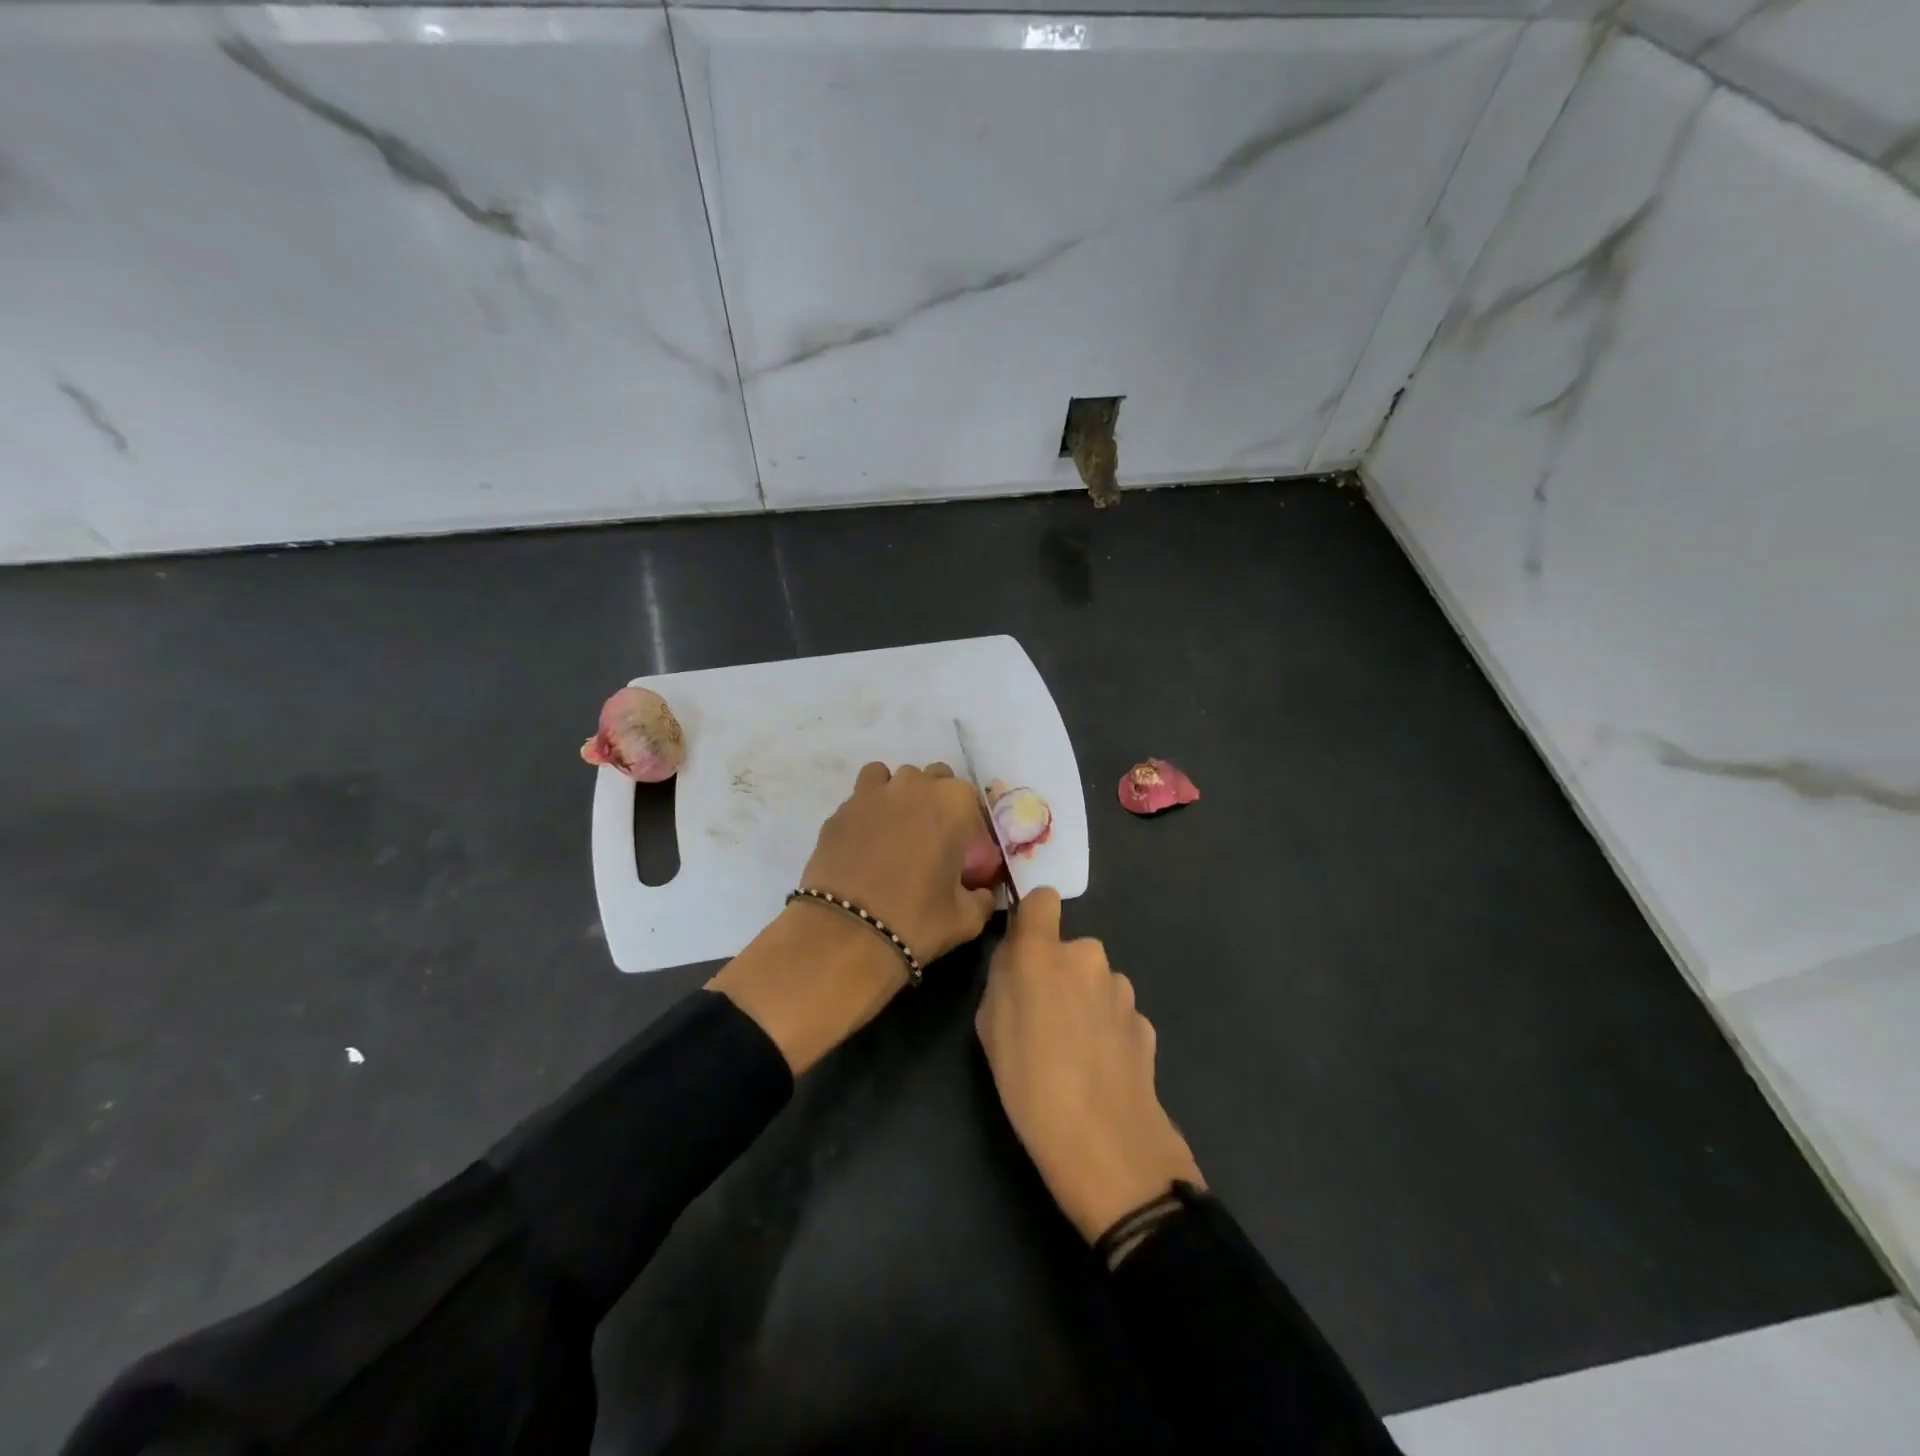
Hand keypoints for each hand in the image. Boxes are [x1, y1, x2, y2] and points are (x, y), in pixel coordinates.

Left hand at [710, 762, 995, 1074]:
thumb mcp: (967, 918)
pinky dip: (865, 814)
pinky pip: (858, 801)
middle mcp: (913, 786)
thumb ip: (981, 898)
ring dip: (896, 795)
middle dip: (934, 801)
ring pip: (888, 778)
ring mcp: (871, 795)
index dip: (968, 822)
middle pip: (931, 778)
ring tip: (894, 831)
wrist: (847, 933)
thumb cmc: (917, 920)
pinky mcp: (838, 812)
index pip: (969, 797)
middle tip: (931, 839)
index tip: (963, 849)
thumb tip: (981, 893)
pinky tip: (864, 845)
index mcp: (952, 802)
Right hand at [974, 889, 1204, 1242]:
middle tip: (1043, 1020)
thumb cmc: (1028, 1082)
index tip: (1024, 951)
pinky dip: (1107, 1030)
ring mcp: (1122, 990)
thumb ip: (1004, 978)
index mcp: (1042, 952)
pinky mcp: (1145, 1022)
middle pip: (1069, 950)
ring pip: (1095, 982)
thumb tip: (1018, 960)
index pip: (1043, 899)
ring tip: (1073, 1052)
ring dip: (1085, 1002)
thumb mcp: (989, 1027)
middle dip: (1058, 973)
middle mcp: (1087, 957)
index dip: (1033, 919)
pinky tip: (1100, 1070)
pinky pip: (1116, 1014)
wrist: (1104, 1143)